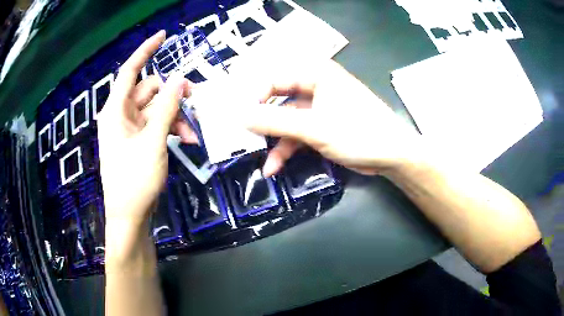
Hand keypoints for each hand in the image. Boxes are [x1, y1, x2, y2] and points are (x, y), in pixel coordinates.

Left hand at [97, 31, 193, 226]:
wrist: (130, 216)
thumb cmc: (134, 181)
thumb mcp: (152, 142)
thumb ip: (166, 109)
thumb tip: (180, 80)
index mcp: (115, 111)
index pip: (130, 71)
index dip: (146, 50)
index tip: (164, 36)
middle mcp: (121, 115)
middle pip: (150, 91)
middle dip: (172, 96)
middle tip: (195, 101)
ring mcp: (131, 129)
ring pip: (158, 109)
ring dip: (176, 117)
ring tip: (192, 135)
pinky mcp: (139, 141)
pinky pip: (158, 125)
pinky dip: (172, 129)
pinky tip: (186, 141)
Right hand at [241, 58, 421, 175]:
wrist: (391, 154)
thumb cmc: (358, 131)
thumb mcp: (313, 127)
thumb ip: (275, 121)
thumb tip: (240, 116)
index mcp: (315, 74)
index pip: (273, 78)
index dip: (253, 97)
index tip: (237, 118)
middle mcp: (314, 86)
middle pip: (277, 100)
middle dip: (261, 122)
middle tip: (240, 137)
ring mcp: (317, 108)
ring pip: (286, 121)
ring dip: (273, 142)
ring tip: (258, 160)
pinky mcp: (321, 126)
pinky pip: (297, 134)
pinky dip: (285, 150)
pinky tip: (274, 167)